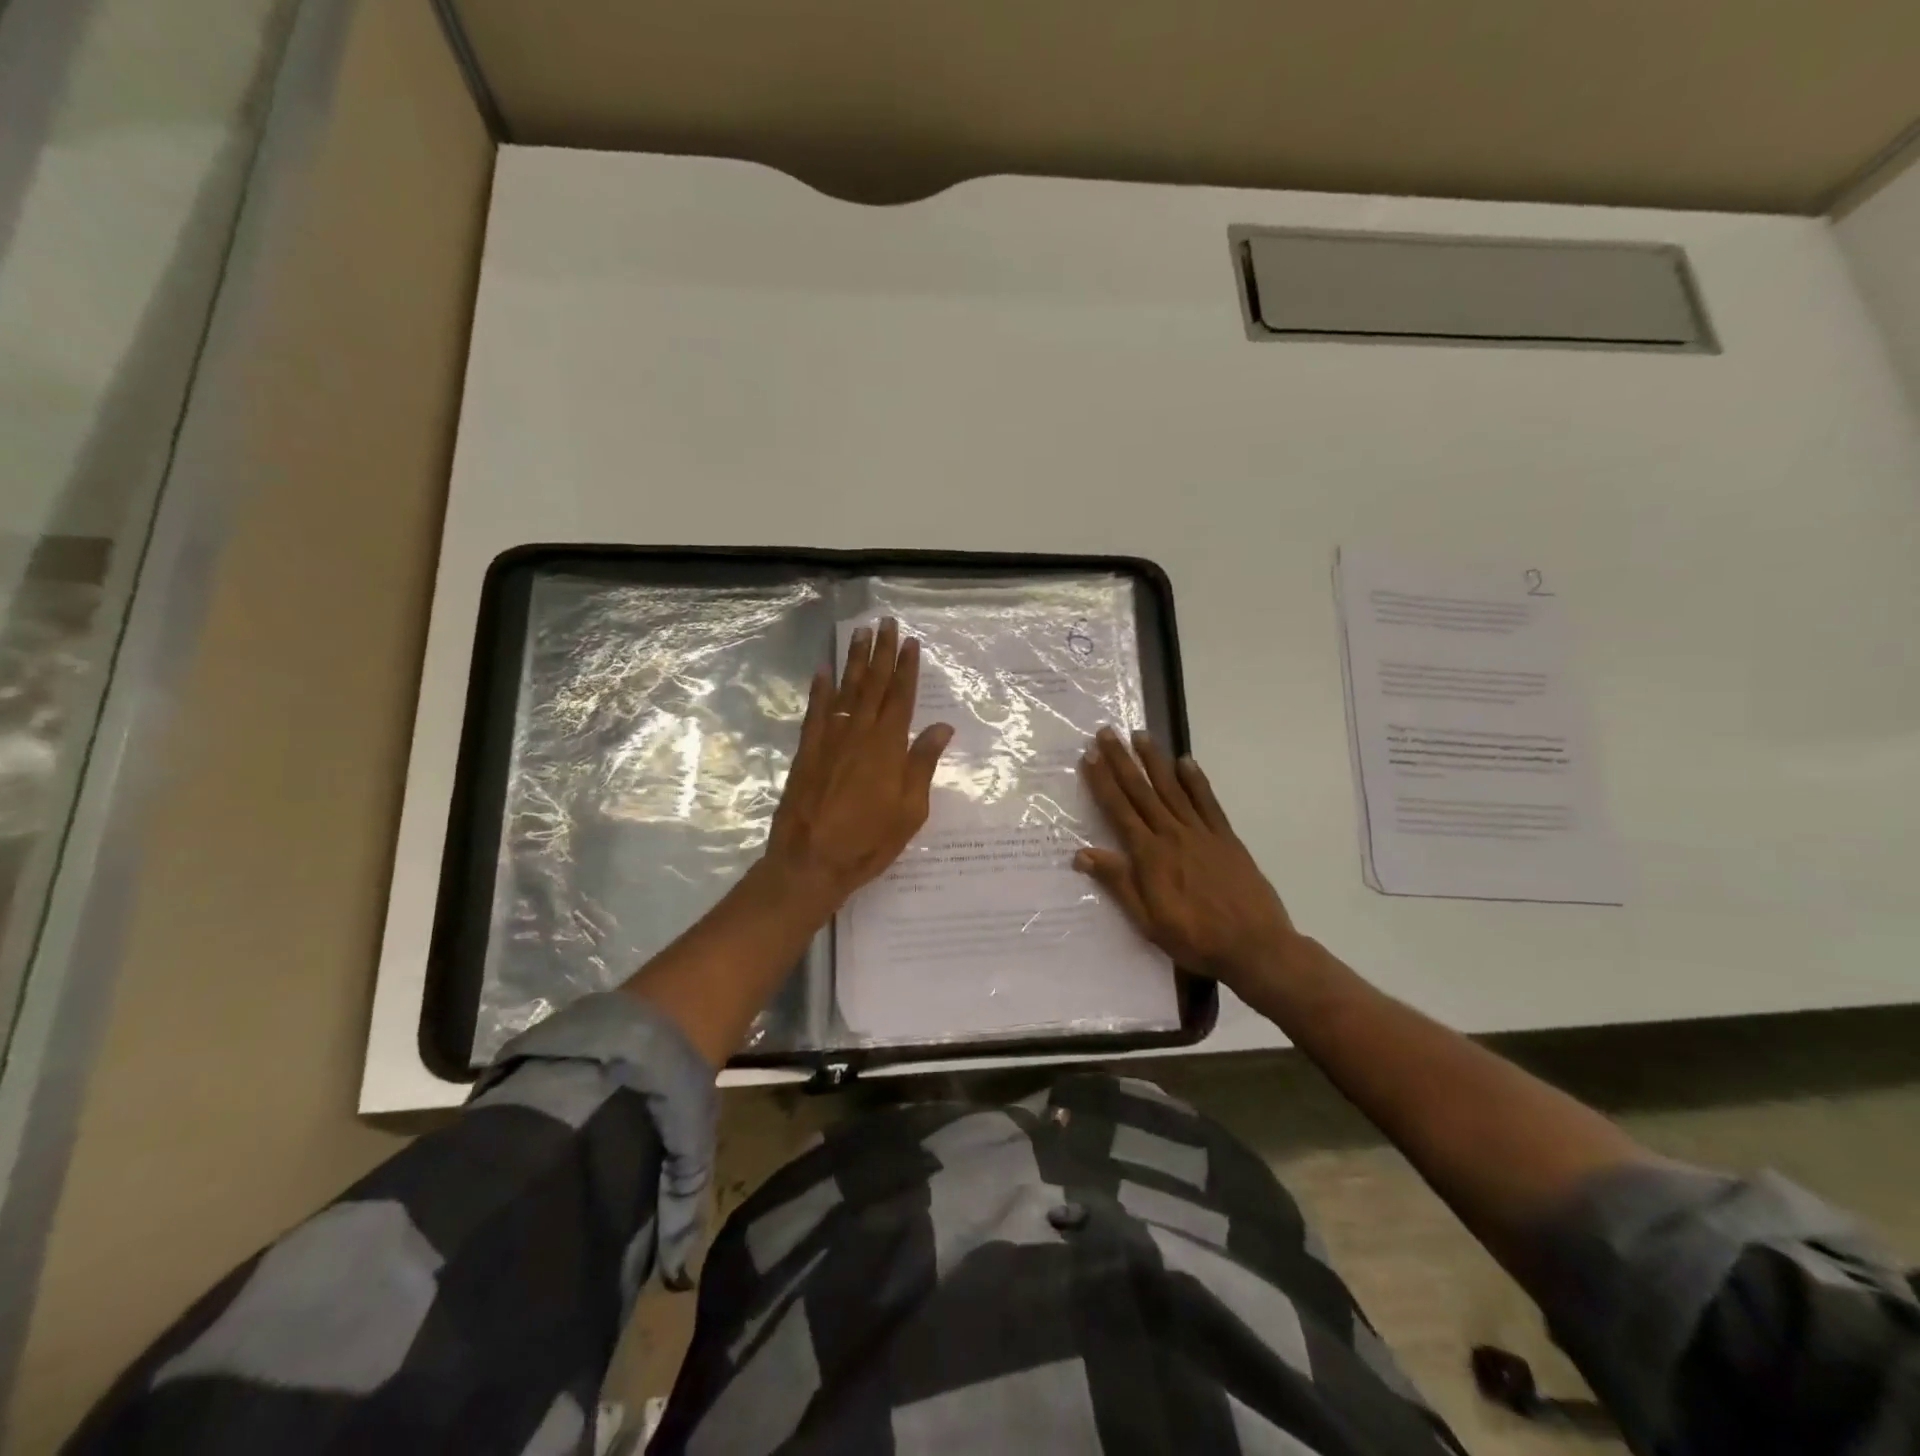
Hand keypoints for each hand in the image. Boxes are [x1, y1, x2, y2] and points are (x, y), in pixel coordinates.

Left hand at [765, 617, 954, 907]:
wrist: (811, 861)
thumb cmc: (869, 841)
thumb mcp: (910, 810)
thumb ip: (922, 764)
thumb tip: (941, 727)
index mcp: (888, 746)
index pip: (901, 697)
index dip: (907, 668)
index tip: (910, 642)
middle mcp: (859, 733)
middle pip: (873, 685)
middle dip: (881, 652)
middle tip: (885, 623)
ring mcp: (829, 739)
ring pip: (845, 690)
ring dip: (854, 661)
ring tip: (860, 634)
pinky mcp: (807, 751)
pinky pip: (815, 711)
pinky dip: (819, 689)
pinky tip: (823, 670)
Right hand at [1074, 727, 1306, 992]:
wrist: (1254, 945)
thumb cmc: (1195, 938)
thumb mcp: (1147, 920)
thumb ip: (1118, 883)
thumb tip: (1082, 854)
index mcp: (1150, 855)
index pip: (1119, 810)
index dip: (1103, 782)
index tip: (1090, 756)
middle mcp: (1172, 834)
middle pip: (1142, 791)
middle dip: (1122, 761)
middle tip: (1107, 732)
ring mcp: (1201, 833)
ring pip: (1172, 788)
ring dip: (1154, 760)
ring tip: (1141, 735)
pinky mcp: (1225, 837)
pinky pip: (1207, 802)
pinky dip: (1195, 780)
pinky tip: (1186, 761)